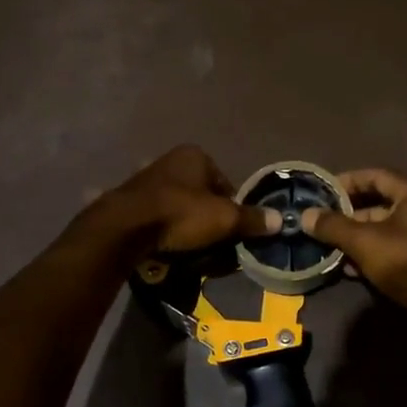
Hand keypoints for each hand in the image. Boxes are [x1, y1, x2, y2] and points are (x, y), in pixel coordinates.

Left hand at [95, 145, 279, 253]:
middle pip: (202, 195)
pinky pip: (159, 217)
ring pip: (180, 207)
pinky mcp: (130, 200)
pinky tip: (167, 247)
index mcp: (196, 155)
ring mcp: (148, 179)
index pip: (226, 184)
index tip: (232, 233)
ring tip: (190, 250)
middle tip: (213, 245)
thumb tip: (281, 219)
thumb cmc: (181, 214)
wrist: (125, 227)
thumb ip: (252, 219)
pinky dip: (166, 230)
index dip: (233, 210)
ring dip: (187, 226)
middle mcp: (171, 160)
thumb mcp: (224, 219)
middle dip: (209, 219)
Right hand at [300, 169, 406, 329]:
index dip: (347, 181)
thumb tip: (306, 215)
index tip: (322, 192)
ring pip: (379, 231)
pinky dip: (367, 256)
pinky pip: (388, 251)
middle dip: (346, 215)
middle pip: (375, 205)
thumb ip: (334, 226)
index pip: (374, 176)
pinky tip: (346, 269)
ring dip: (353, 239)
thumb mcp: (364, 241)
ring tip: (326, 248)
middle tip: (319, 224)